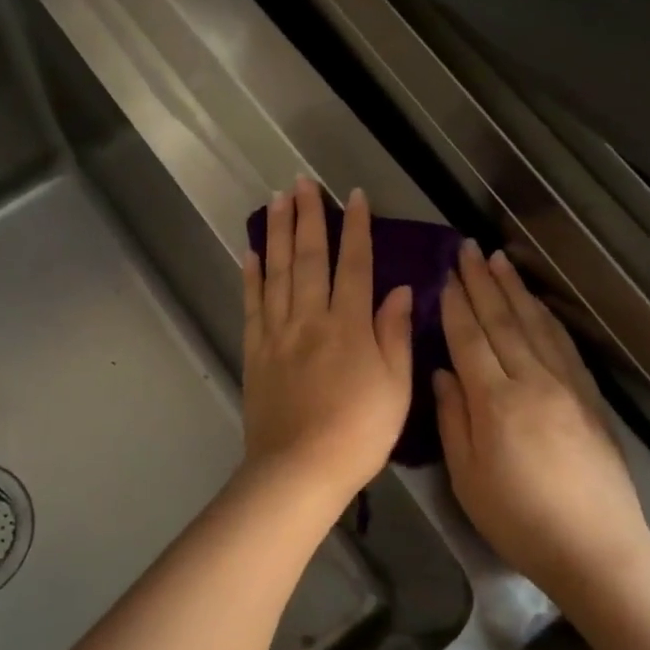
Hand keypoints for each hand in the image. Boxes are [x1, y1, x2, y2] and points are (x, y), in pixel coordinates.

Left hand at [241, 179, 412, 510]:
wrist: (300, 468)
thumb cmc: (359, 432)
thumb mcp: (396, 387)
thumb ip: (394, 333)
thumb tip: (399, 289)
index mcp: (350, 325)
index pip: (355, 264)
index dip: (356, 228)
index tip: (353, 196)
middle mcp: (311, 318)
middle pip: (309, 257)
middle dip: (308, 216)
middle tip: (301, 181)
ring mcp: (278, 332)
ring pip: (277, 271)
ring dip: (278, 233)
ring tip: (276, 200)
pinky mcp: (255, 351)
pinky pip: (252, 304)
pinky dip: (251, 275)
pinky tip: (251, 252)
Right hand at [433, 241, 649, 592]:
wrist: (596, 548)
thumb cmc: (519, 519)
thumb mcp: (467, 477)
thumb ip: (453, 419)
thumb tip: (442, 373)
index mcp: (496, 402)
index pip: (470, 339)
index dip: (455, 305)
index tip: (444, 275)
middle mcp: (532, 382)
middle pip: (503, 322)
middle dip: (482, 283)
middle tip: (468, 248)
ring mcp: (566, 387)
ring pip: (536, 325)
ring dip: (515, 290)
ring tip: (499, 260)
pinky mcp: (589, 398)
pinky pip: (564, 345)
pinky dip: (547, 317)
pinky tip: (538, 303)